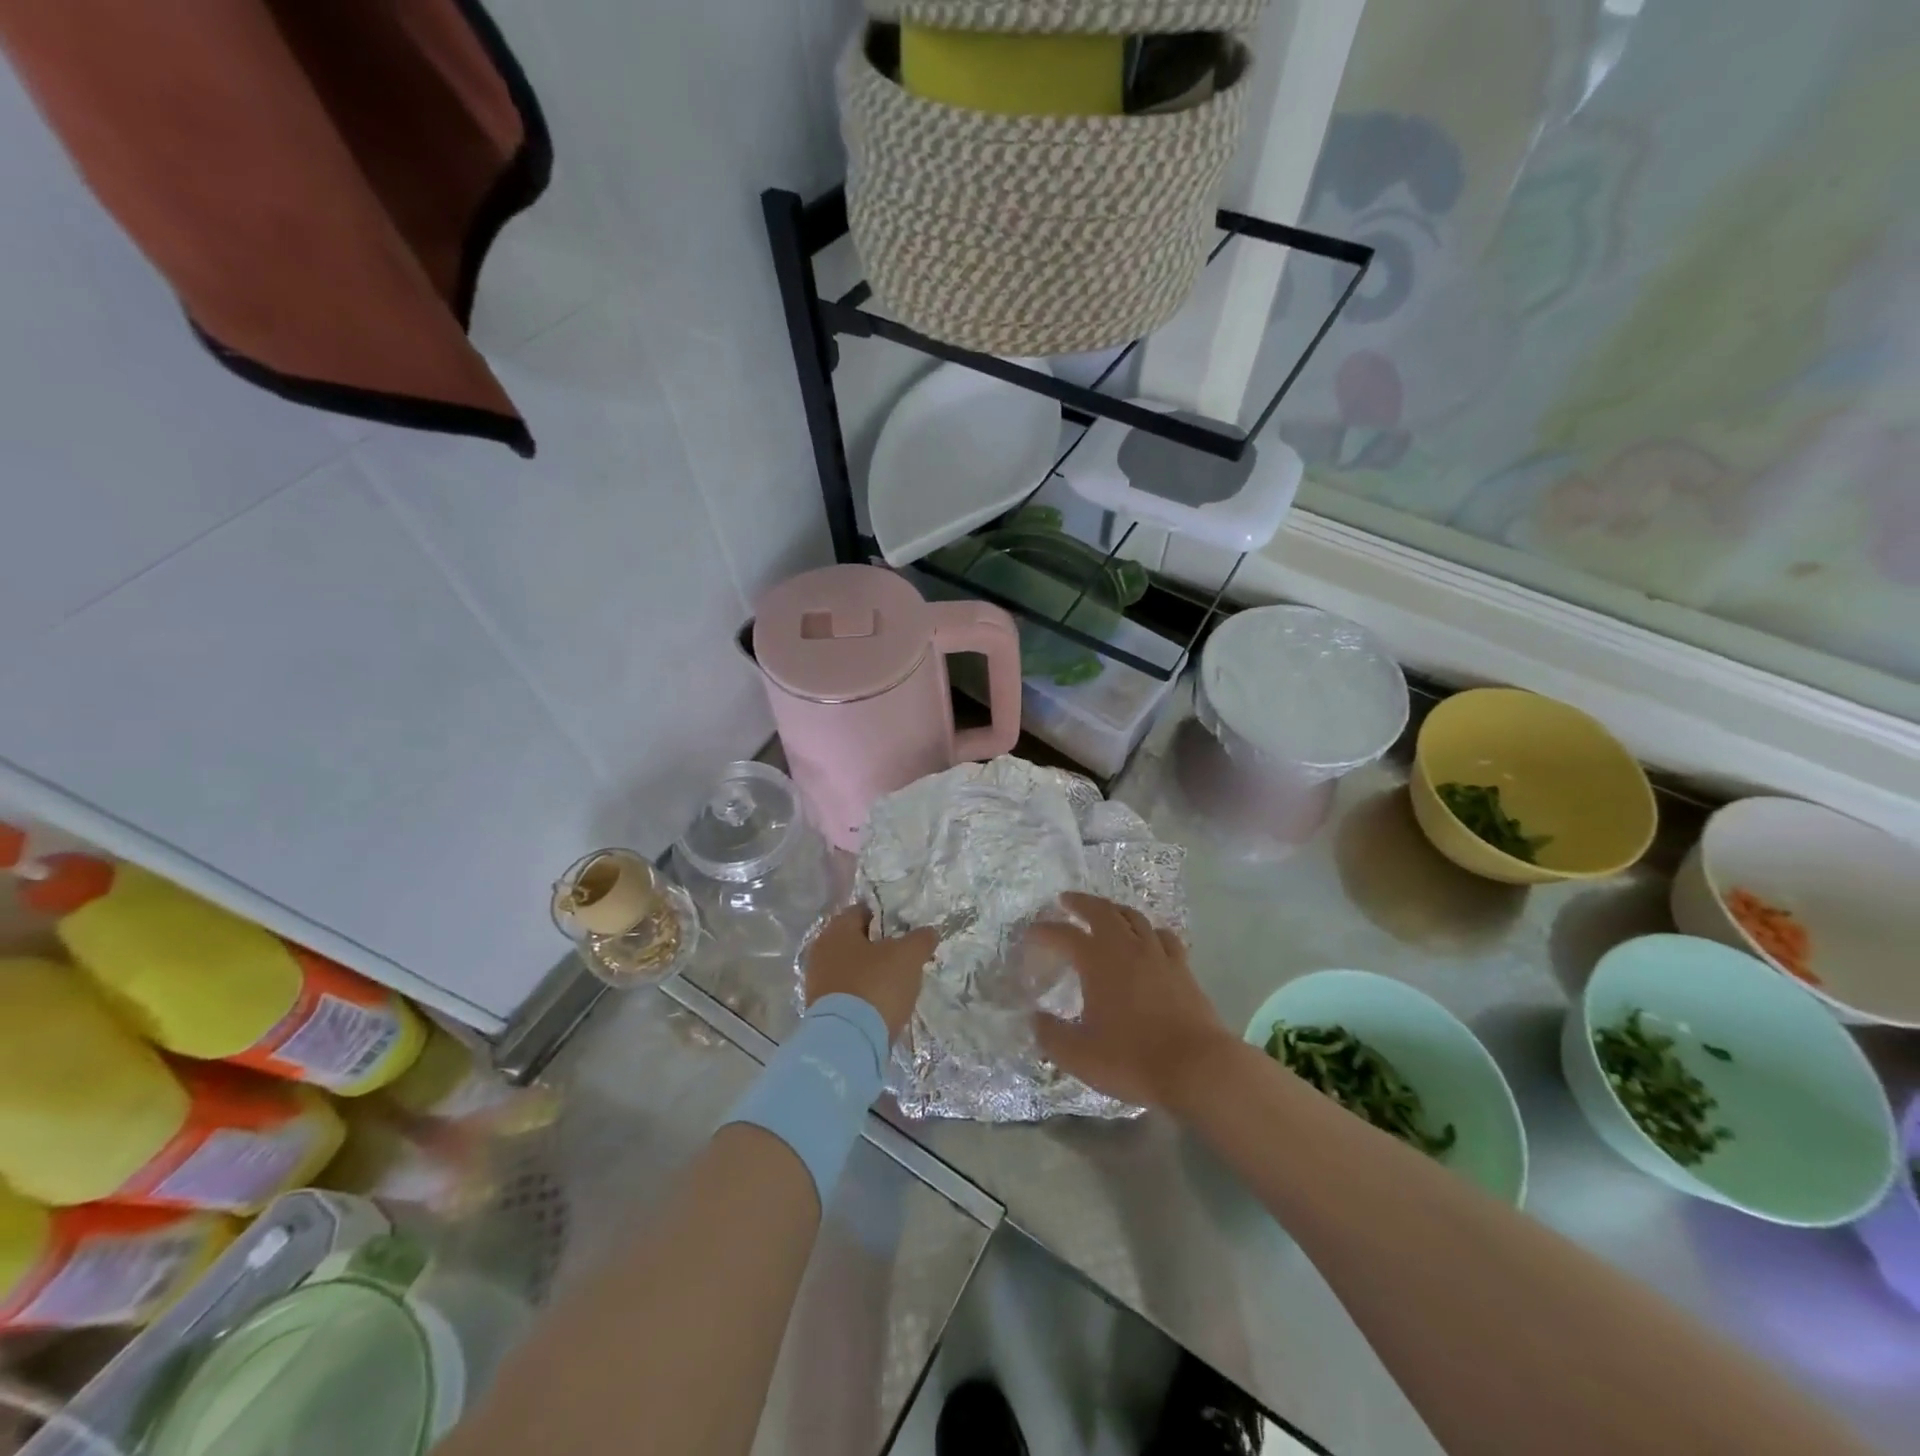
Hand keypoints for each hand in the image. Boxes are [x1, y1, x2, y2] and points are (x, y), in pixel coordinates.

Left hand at [803, 906, 936, 1043]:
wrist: (848, 1043)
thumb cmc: (876, 986)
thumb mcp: (908, 957)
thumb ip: (920, 939)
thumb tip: (929, 932)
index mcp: (836, 931)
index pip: (861, 911)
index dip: (884, 916)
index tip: (904, 927)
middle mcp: (821, 952)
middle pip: (855, 941)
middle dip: (878, 946)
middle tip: (904, 955)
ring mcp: (818, 983)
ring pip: (851, 968)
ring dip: (871, 972)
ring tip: (897, 982)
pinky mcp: (821, 1011)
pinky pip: (847, 993)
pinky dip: (864, 994)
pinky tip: (882, 1004)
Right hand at [1025, 891, 1232, 1110]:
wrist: (1197, 1068)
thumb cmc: (1132, 1059)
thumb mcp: (1079, 1055)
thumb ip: (1051, 1035)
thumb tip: (1035, 1018)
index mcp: (1097, 961)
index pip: (1064, 935)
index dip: (1045, 931)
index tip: (1031, 933)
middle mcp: (1127, 948)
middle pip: (1102, 912)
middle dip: (1081, 903)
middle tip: (1067, 901)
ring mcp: (1158, 955)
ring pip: (1134, 918)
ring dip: (1114, 911)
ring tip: (1105, 913)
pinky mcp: (1182, 968)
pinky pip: (1163, 936)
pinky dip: (1149, 930)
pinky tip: (1149, 937)